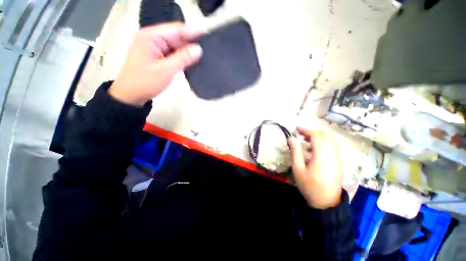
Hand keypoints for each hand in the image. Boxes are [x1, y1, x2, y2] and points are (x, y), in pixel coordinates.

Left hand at [109, 23, 203, 105]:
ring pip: (175, 45)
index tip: (207, 34)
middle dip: (191, 42)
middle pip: (176, 36)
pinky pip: (173, 53)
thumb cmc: (146, 82)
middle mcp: (152, 38)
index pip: (176, 29)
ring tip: (202, 55)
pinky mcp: (157, 55)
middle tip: (207, 49)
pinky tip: (191, 60)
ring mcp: (155, 47)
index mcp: (151, 36)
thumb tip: (198, 49)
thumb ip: (183, 58)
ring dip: (187, 50)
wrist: (131, 94)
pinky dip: (182, 56)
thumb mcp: (166, 70)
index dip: (193, 31)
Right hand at [288, 127, 342, 208]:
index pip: (317, 136)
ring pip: (330, 140)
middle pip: (326, 135)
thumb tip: (291, 138)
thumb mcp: (298, 168)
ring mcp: (338, 158)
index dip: (306, 130)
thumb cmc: (309, 185)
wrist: (326, 202)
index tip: (296, 129)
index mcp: (322, 156)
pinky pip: (332, 146)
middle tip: (301, 135)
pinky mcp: (339, 162)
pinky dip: (323, 143)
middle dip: (312, 132)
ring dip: (318, 137)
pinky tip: (314, 150)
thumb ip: (295, 151)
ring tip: (306, 142)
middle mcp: (333, 154)